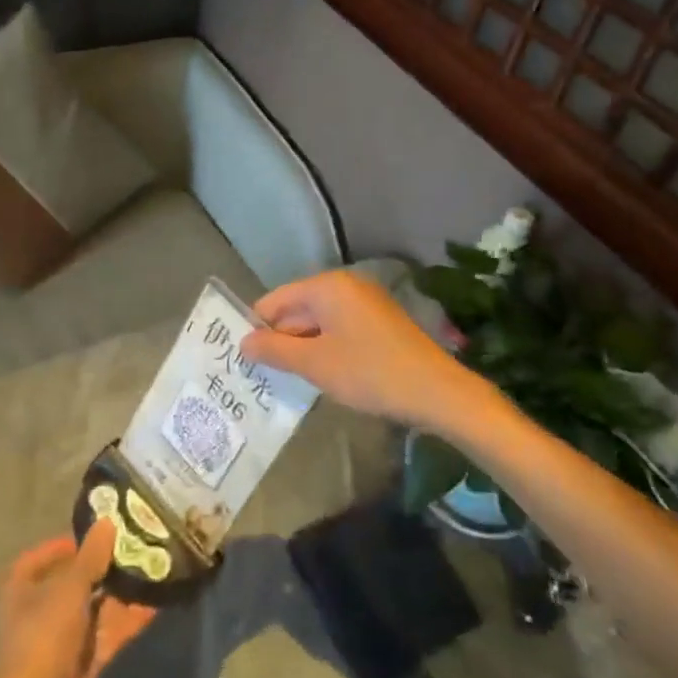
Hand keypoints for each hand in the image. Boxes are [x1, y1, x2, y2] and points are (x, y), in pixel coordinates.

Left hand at [0, 522, 154, 677]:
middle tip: (132, 548)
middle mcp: (36, 617)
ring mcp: (60, 645)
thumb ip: (91, 556)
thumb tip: (107, 521)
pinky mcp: (82, 669)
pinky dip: (128, 621)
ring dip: (118, 594)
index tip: (93, 536)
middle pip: (70, 586)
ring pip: (93, 611)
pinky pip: (107, 636)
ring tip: (150, 570)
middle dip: (100, 569)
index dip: (62, 547)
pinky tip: (155, 603)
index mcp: (19, 593)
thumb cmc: (43, 637)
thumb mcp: (69, 588)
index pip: (37, 561)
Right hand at [242, 270, 485, 429]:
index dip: (256, 326)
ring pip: (318, 321)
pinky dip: (324, 348)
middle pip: (297, 308)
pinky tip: (319, 375)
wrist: (436, 391)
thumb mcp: (315, 364)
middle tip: (258, 373)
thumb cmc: (369, 372)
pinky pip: (338, 329)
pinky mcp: (379, 323)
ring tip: (284, 378)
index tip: (241, 356)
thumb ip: (275, 350)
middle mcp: (345, 286)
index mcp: (327, 286)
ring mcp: (365, 303)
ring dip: (301, 346)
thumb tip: (243, 342)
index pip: (276, 299)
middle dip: (279, 338)